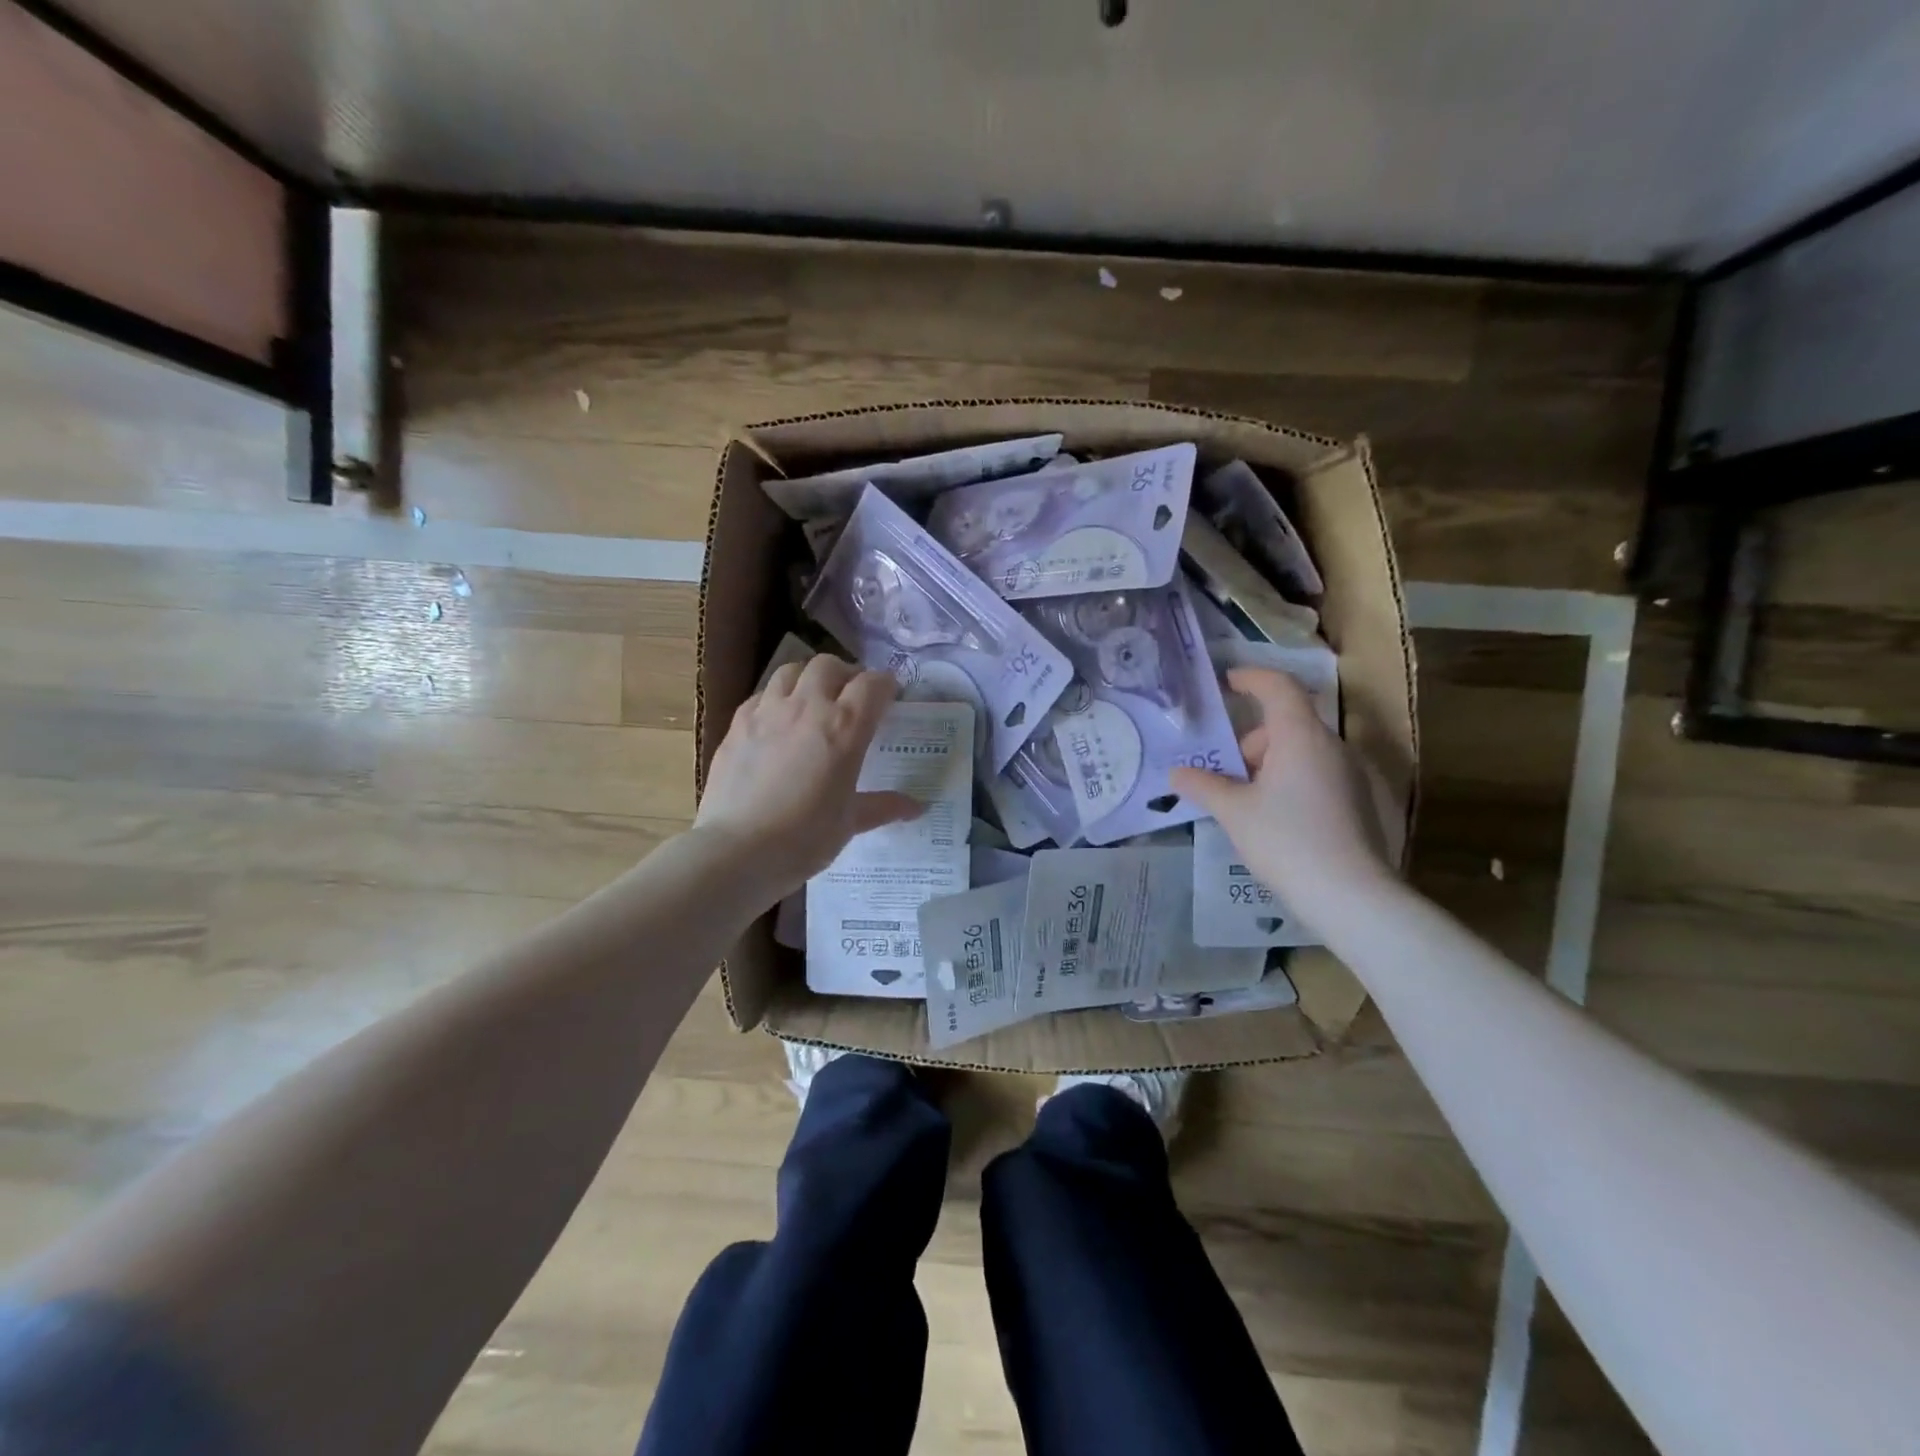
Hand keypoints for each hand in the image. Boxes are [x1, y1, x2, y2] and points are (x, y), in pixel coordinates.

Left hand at [694, 654, 922, 899]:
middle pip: (830, 665)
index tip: (890, 698)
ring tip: (813, 699)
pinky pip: (762, 694)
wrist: (737, 850)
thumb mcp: (850, 822)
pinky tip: (778, 721)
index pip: (872, 684)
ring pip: (791, 670)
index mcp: (845, 727)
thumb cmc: (804, 838)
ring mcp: (768, 711)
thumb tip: (917, 806)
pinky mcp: (737, 723)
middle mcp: (807, 706)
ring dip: (809, 678)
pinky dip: (777, 697)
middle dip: (846, 674)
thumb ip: (883, 806)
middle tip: (851, 697)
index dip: (885, 686)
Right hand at [1170, 668, 1395, 918]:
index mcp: (1300, 736)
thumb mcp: (1234, 812)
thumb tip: (1177, 772)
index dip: (1251, 678)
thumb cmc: (1285, 840)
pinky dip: (1290, 780)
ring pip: (1301, 751)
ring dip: (1269, 763)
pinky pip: (1316, 773)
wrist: (1350, 894)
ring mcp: (1350, 773)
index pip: (1278, 686)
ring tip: (1243, 801)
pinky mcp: (1358, 800)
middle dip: (1251, 740)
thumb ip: (1204, 785)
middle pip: (1287, 723)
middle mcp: (1331, 745)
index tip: (1226, 682)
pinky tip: (1274, 818)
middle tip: (1223, 771)